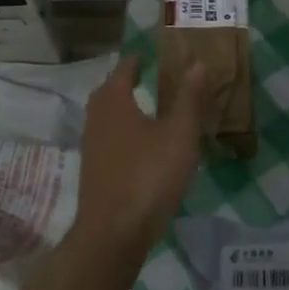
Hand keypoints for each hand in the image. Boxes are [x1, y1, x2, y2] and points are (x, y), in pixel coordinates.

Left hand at [71, 54, 206, 258]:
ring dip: (124, 110)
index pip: (123, 70)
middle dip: (125, 84)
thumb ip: (189, 98)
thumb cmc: (148, 175)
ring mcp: (91, 148)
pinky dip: (124, 134)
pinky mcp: (94, 173)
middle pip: (109, 93)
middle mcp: (96, 119)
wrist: (114, 234)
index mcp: (113, 102)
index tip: (149, 55)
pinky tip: (142, 148)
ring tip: (148, 110)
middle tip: (147, 78)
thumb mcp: (179, 134)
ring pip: (107, 118)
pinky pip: (109, 141)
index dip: (137, 61)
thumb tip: (197, 62)